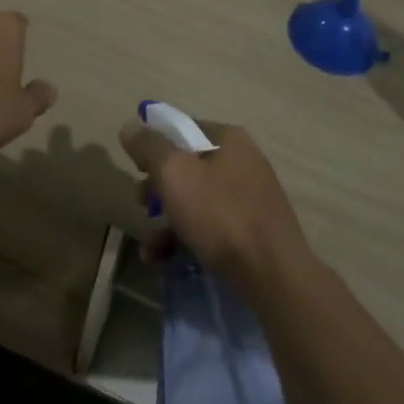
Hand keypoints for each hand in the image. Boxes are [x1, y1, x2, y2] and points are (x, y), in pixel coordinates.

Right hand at [118, 120, 311, 297]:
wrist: (273, 277)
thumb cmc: (220, 215)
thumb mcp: (174, 174)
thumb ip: (149, 147)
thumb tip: (130, 125)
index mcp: (229, 139)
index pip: (184, 129)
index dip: (156, 145)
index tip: (136, 167)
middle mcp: (244, 163)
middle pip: (188, 168)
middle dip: (158, 189)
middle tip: (141, 205)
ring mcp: (251, 200)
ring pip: (197, 202)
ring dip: (167, 222)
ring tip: (150, 248)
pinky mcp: (254, 234)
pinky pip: (212, 229)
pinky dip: (187, 240)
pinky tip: (166, 261)